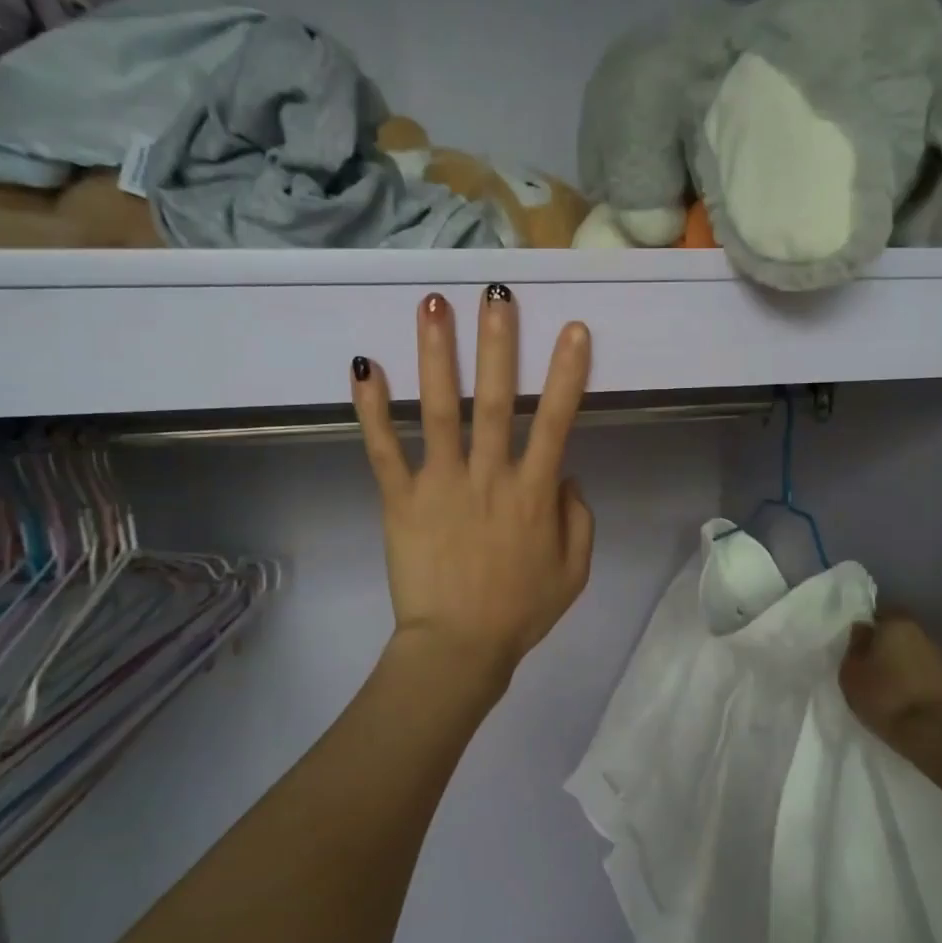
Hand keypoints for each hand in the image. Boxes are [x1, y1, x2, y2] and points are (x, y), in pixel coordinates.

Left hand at [351, 287, 594, 688]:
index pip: (557, 421)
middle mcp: (488, 476)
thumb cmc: (521, 611)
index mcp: (533, 493)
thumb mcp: (575, 570)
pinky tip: (362, 366)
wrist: (459, 648)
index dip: (567, 374)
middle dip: (498, 343)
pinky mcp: (400, 500)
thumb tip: (565, 476)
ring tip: (432, 306)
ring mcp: (440, 484)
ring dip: (436, 356)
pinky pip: (384, 450)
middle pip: (495, 400)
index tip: (573, 329)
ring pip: (438, 411)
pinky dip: (371, 409)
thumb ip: (579, 517)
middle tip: (496, 293)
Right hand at [839, 610, 941, 756]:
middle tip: (875, 667)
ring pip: (919, 654)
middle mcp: (926, 632)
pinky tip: (912, 699)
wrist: (938, 735)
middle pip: (903, 633)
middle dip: (890, 646)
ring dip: (908, 664)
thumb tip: (863, 631)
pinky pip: (933, 675)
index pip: (881, 613)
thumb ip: (855, 648)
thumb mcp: (851, 674)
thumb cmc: (886, 698)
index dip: (870, 629)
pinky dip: (923, 682)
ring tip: (894, 687)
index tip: (861, 646)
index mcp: (898, 623)